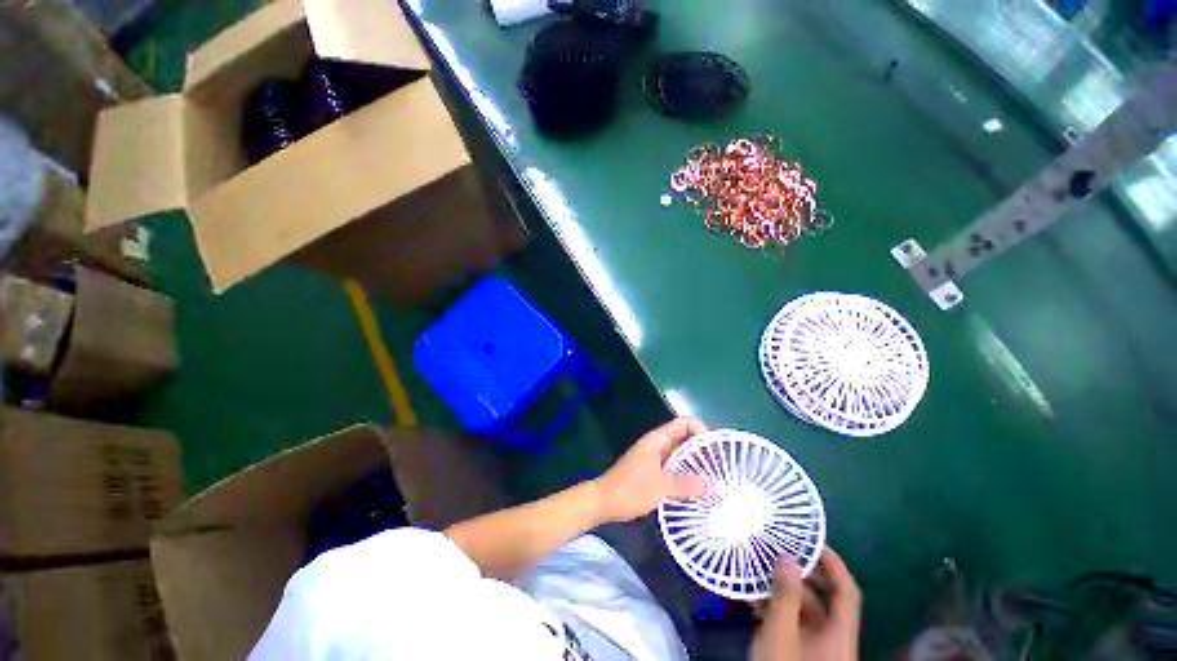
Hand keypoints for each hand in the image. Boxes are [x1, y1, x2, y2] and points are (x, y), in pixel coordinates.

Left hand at [593, 417, 709, 522]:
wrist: (603, 500)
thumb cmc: (629, 489)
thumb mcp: (659, 487)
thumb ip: (686, 484)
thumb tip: (713, 485)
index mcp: (657, 439)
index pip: (684, 423)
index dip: (702, 430)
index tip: (716, 449)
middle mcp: (657, 444)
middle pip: (684, 437)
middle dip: (702, 449)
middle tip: (720, 467)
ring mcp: (654, 457)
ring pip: (679, 453)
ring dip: (695, 463)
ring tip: (713, 479)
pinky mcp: (652, 470)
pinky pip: (674, 466)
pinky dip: (686, 473)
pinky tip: (696, 489)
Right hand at [750, 547, 860, 660]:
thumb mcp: (780, 632)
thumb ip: (785, 594)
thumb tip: (788, 557)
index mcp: (840, 633)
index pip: (847, 590)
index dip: (835, 564)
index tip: (812, 541)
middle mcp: (834, 638)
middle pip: (823, 599)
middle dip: (799, 575)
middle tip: (775, 553)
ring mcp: (818, 649)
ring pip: (805, 612)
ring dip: (782, 592)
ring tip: (757, 574)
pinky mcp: (802, 655)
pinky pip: (794, 625)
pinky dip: (778, 611)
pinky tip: (754, 603)